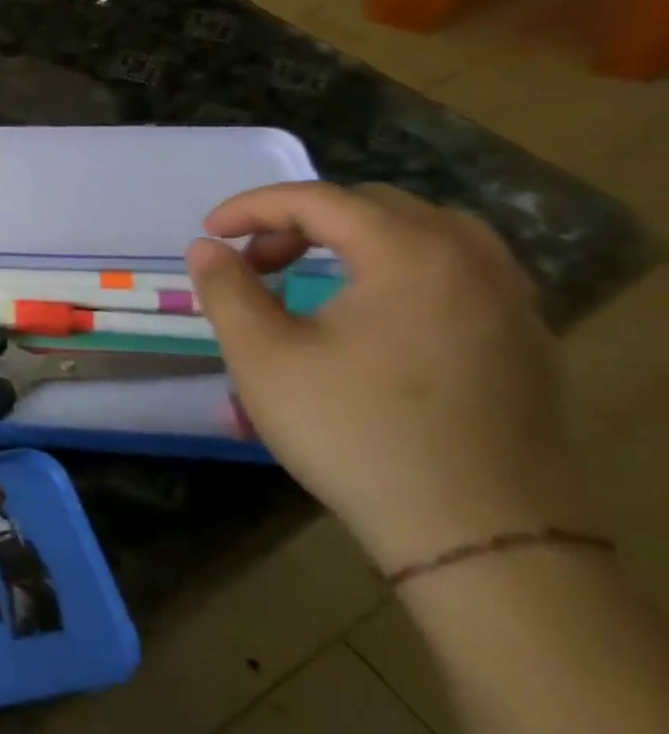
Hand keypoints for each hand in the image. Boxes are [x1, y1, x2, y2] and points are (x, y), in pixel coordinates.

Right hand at [186, 182, 594, 572]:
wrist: (479, 534)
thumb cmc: (353, 431)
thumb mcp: (262, 356)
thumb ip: (227, 289)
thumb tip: (207, 247)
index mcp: (410, 255)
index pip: (319, 199)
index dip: (251, 207)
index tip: (208, 234)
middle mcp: (473, 262)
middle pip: (375, 207)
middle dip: (302, 222)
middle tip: (257, 260)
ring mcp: (512, 303)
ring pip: (426, 235)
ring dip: (356, 241)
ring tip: (311, 276)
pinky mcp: (525, 342)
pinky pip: (457, 272)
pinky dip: (399, 269)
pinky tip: (369, 312)